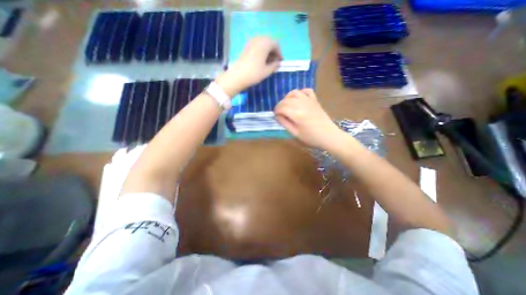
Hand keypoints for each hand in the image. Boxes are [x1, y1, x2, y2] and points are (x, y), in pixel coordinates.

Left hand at [217, 34, 280, 94]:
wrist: (238, 76)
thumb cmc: (254, 73)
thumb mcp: (267, 71)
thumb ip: (275, 65)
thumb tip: (278, 63)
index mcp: (265, 43)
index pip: (276, 44)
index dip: (279, 53)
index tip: (280, 62)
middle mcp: (258, 39)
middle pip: (269, 42)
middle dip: (274, 51)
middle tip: (275, 62)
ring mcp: (251, 42)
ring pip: (263, 43)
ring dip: (267, 51)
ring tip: (268, 62)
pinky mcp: (246, 47)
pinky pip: (257, 45)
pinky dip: (261, 51)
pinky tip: (261, 60)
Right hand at [273, 88, 342, 149]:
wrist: (328, 135)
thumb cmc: (311, 137)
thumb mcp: (295, 133)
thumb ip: (285, 123)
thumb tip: (278, 116)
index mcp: (297, 114)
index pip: (281, 107)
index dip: (276, 111)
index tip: (275, 116)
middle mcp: (302, 104)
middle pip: (286, 100)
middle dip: (280, 105)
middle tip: (280, 113)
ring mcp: (309, 101)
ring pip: (295, 92)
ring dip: (288, 97)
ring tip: (287, 104)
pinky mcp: (315, 100)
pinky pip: (307, 91)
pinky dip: (300, 92)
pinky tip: (298, 98)